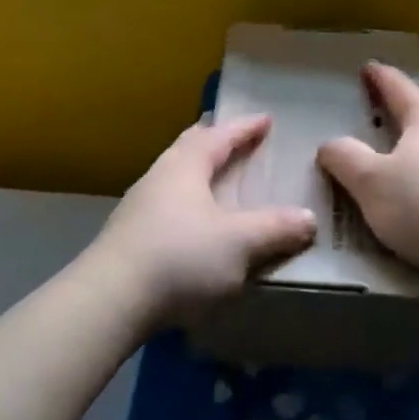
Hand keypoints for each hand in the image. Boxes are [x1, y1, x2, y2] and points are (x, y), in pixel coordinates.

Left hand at [87, 115, 316, 331]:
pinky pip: (166, 205)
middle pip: (189, 148)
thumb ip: (276, 228)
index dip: (244, 127)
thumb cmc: (180, 258)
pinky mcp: (129, 237)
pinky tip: (194, 224)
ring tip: (217, 180)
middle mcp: (159, 177)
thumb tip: (309, 218)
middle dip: (214, 140)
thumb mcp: (239, 243)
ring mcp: (139, 207)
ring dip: (198, 172)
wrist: (110, 300)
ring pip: (174, 176)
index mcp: (185, 167)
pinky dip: (187, 202)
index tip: (265, 119)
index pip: (219, 135)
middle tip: (236, 139)